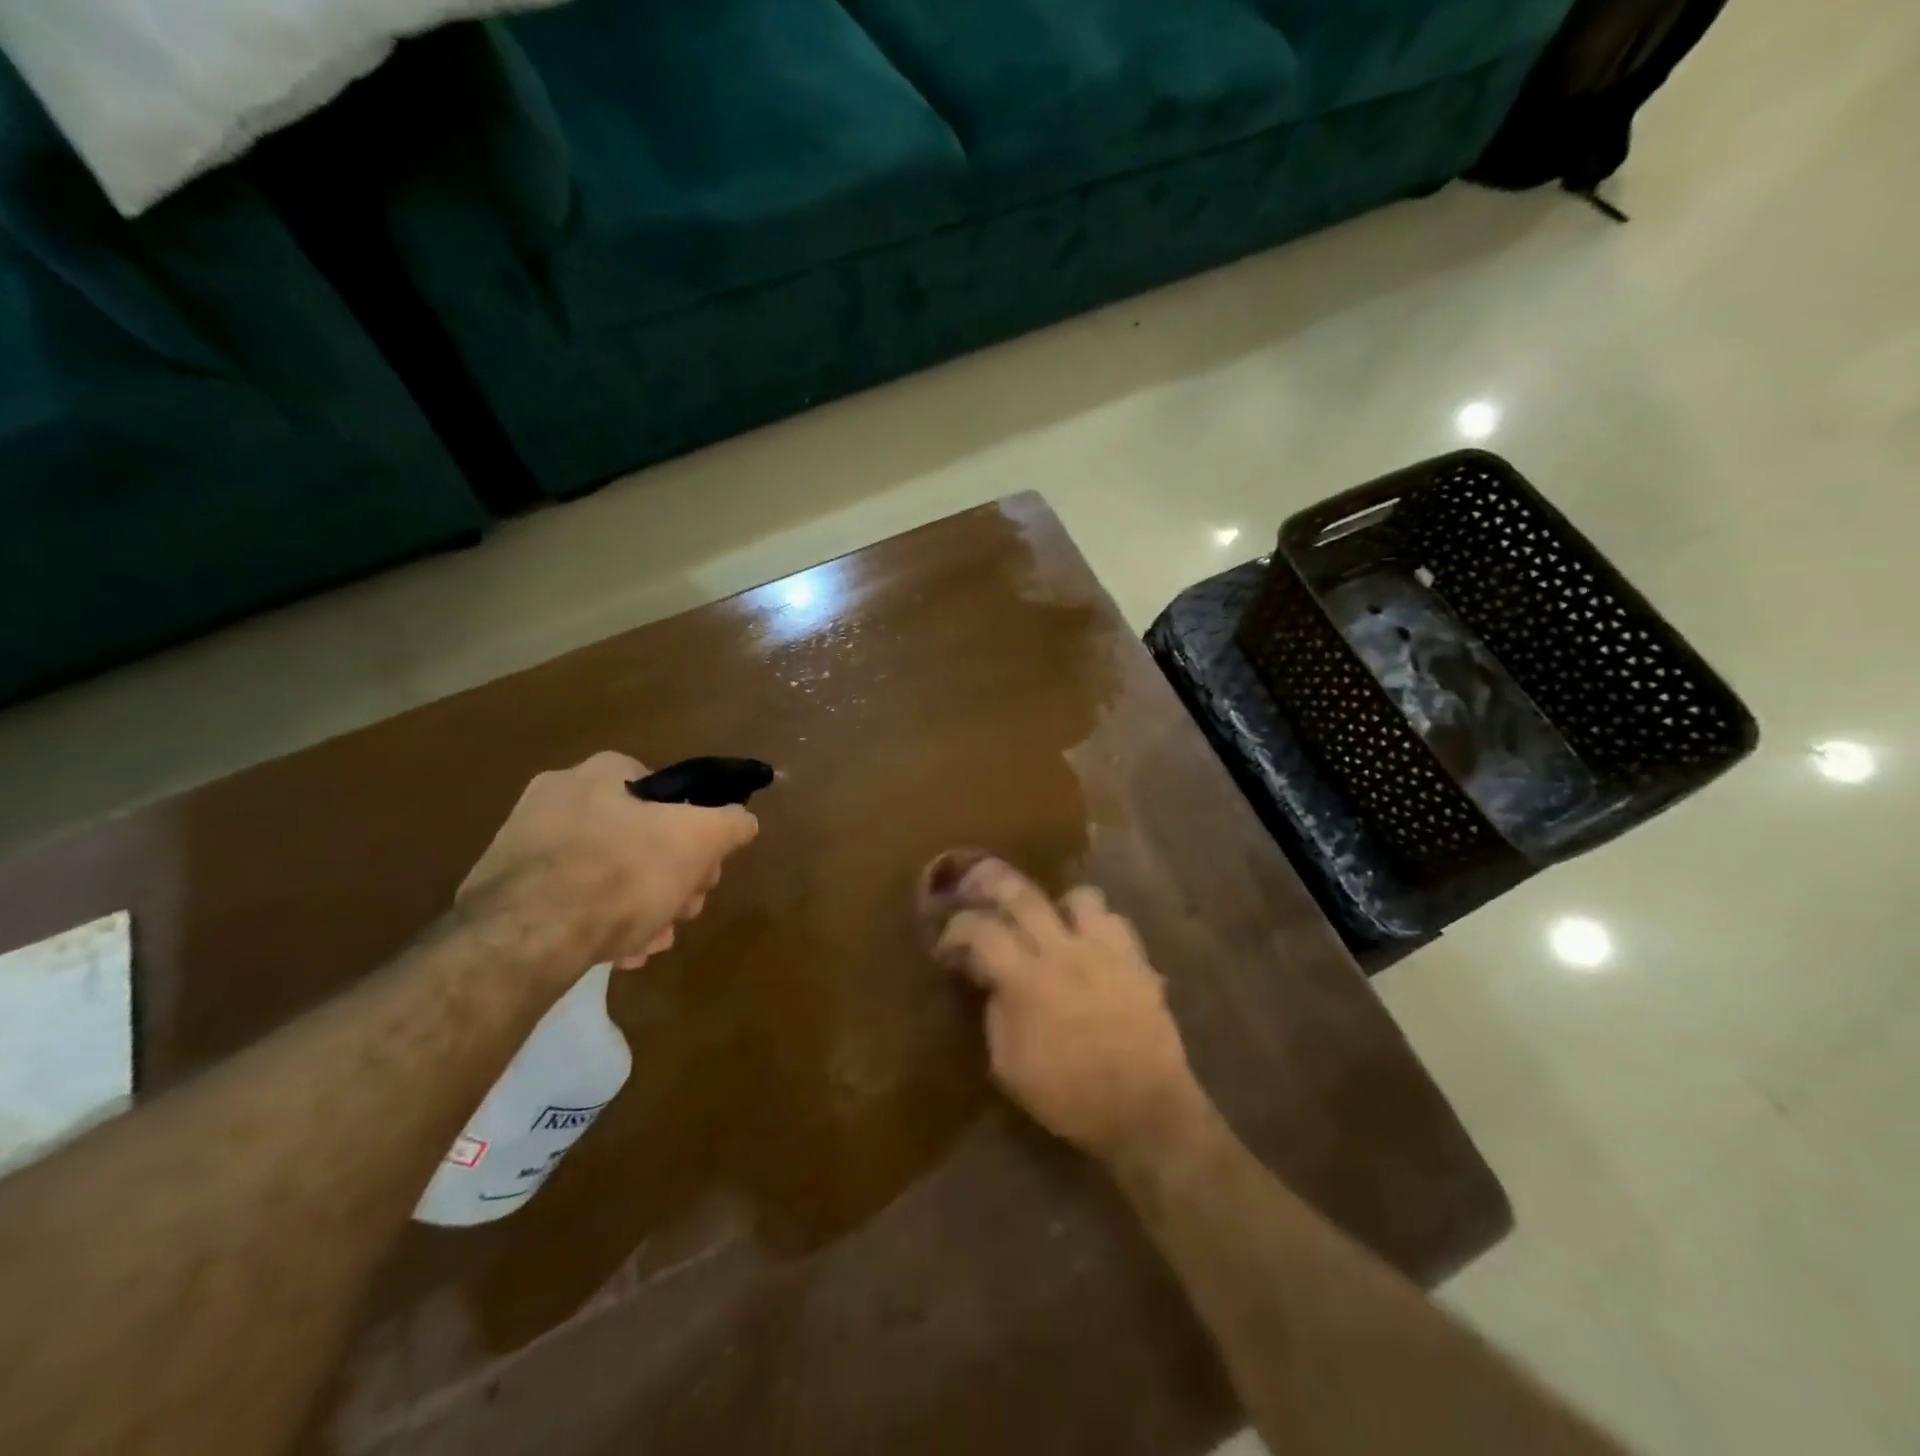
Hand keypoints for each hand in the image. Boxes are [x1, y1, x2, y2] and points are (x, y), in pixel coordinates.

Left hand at [459, 752, 758, 969]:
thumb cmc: (623, 873)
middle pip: (640, 838)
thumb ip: (731, 823)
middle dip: (671, 879)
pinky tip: (617, 952)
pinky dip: (598, 923)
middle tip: (683, 912)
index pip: (666, 793)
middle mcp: (558, 797)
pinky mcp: (503, 889)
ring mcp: (525, 843)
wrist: (524, 937)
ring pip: (607, 874)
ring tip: (652, 942)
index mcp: (602, 773)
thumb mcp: (700, 840)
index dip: (696, 833)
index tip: (704, 871)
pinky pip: (569, 901)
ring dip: (641, 908)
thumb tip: (743, 820)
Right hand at [925, 853, 1211, 1165]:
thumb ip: (996, 1015)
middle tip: (976, 884)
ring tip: (1049, 921)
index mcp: (1026, 980)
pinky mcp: (1136, 959)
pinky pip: (1114, 920)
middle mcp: (1063, 951)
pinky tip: (1090, 944)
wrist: (1144, 1109)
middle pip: (1022, 894)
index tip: (948, 942)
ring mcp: (1104, 950)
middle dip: (992, 882)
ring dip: (1056, 904)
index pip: (981, 931)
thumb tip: (993, 982)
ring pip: (1077, 896)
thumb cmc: (1070, 1097)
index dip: (957, 929)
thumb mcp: (1011, 1068)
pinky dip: (1096, 926)